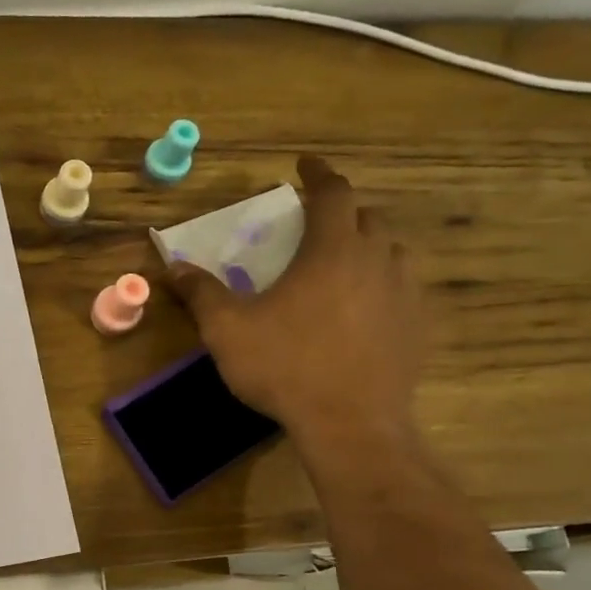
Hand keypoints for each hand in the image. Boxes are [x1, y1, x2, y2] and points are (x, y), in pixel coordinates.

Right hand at [168, 157, 423, 455]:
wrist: (350, 424)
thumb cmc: (285, 366)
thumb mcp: (228, 330)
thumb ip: (201, 293)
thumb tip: (174, 267)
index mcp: (332, 250)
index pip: (333, 193)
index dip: (318, 174)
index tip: (304, 165)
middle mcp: (377, 260)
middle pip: (367, 218)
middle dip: (342, 212)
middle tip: (315, 223)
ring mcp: (404, 294)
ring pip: (391, 252)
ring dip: (366, 247)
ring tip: (341, 264)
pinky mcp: (416, 328)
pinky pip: (401, 290)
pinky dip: (381, 285)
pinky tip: (362, 310)